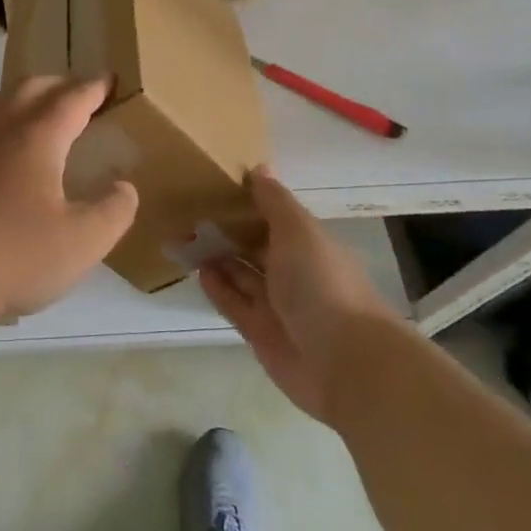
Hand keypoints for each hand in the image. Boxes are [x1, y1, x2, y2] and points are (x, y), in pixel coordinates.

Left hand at [0, 77, 139, 325]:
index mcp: (36, 137)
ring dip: (26, 96)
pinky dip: (4, 118)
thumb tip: (124, 186)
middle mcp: (1, 130)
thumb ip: (113, 211)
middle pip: (31, 88)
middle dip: (60, 85)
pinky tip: (9, 151)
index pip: (71, 99)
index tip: (110, 79)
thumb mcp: (82, 242)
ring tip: (44, 112)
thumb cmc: (13, 255)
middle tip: (82, 95)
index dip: (94, 88)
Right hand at [200, 167, 398, 420]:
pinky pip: (234, 303)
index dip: (248, 202)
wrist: (344, 362)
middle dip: (227, 230)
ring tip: (185, 238)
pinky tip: (198, 271)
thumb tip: (258, 168)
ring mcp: (277, 305)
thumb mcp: (298, 231)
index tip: (215, 185)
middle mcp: (294, 272)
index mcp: (308, 244)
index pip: (274, 217)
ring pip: (241, 274)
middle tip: (189, 211)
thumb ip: (274, 201)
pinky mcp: (261, 333)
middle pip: (255, 246)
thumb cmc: (322, 284)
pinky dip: (217, 287)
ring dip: (216, 257)